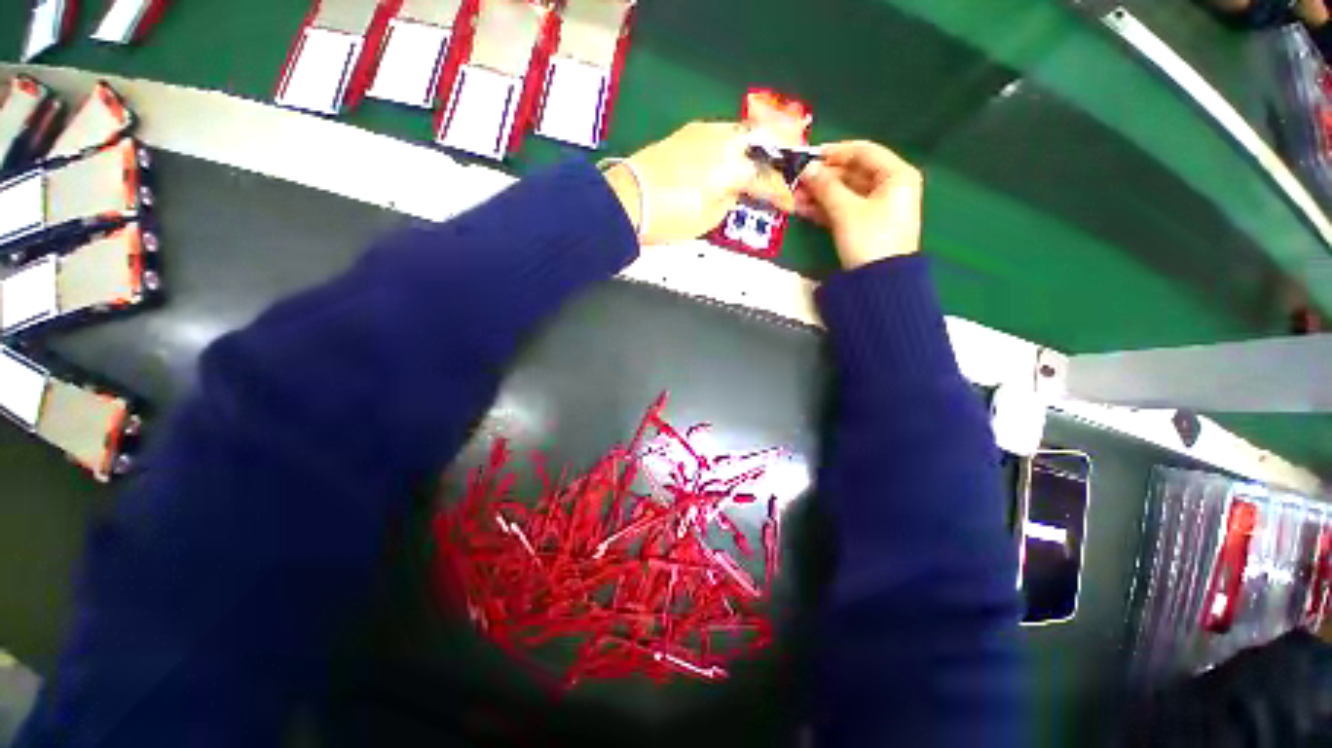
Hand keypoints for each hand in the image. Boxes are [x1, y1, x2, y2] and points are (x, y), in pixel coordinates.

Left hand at [603, 122, 795, 245]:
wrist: (628, 200)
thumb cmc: (670, 217)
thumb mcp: (708, 219)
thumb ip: (730, 201)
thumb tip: (735, 191)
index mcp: (732, 166)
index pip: (766, 178)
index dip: (781, 193)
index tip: (789, 204)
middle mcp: (723, 140)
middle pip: (761, 139)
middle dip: (778, 152)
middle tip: (785, 165)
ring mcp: (703, 132)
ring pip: (742, 131)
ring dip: (757, 144)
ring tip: (763, 159)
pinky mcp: (687, 133)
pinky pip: (722, 133)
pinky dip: (735, 143)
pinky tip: (735, 154)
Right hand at [795, 140, 923, 268]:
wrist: (880, 282)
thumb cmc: (869, 238)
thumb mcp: (846, 210)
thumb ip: (825, 187)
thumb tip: (807, 169)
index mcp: (896, 175)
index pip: (863, 152)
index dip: (835, 153)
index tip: (809, 157)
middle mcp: (890, 187)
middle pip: (852, 174)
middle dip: (823, 179)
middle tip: (797, 182)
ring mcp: (878, 208)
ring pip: (845, 194)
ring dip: (820, 195)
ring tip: (795, 198)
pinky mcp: (867, 226)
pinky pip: (845, 209)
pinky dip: (826, 209)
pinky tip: (804, 210)